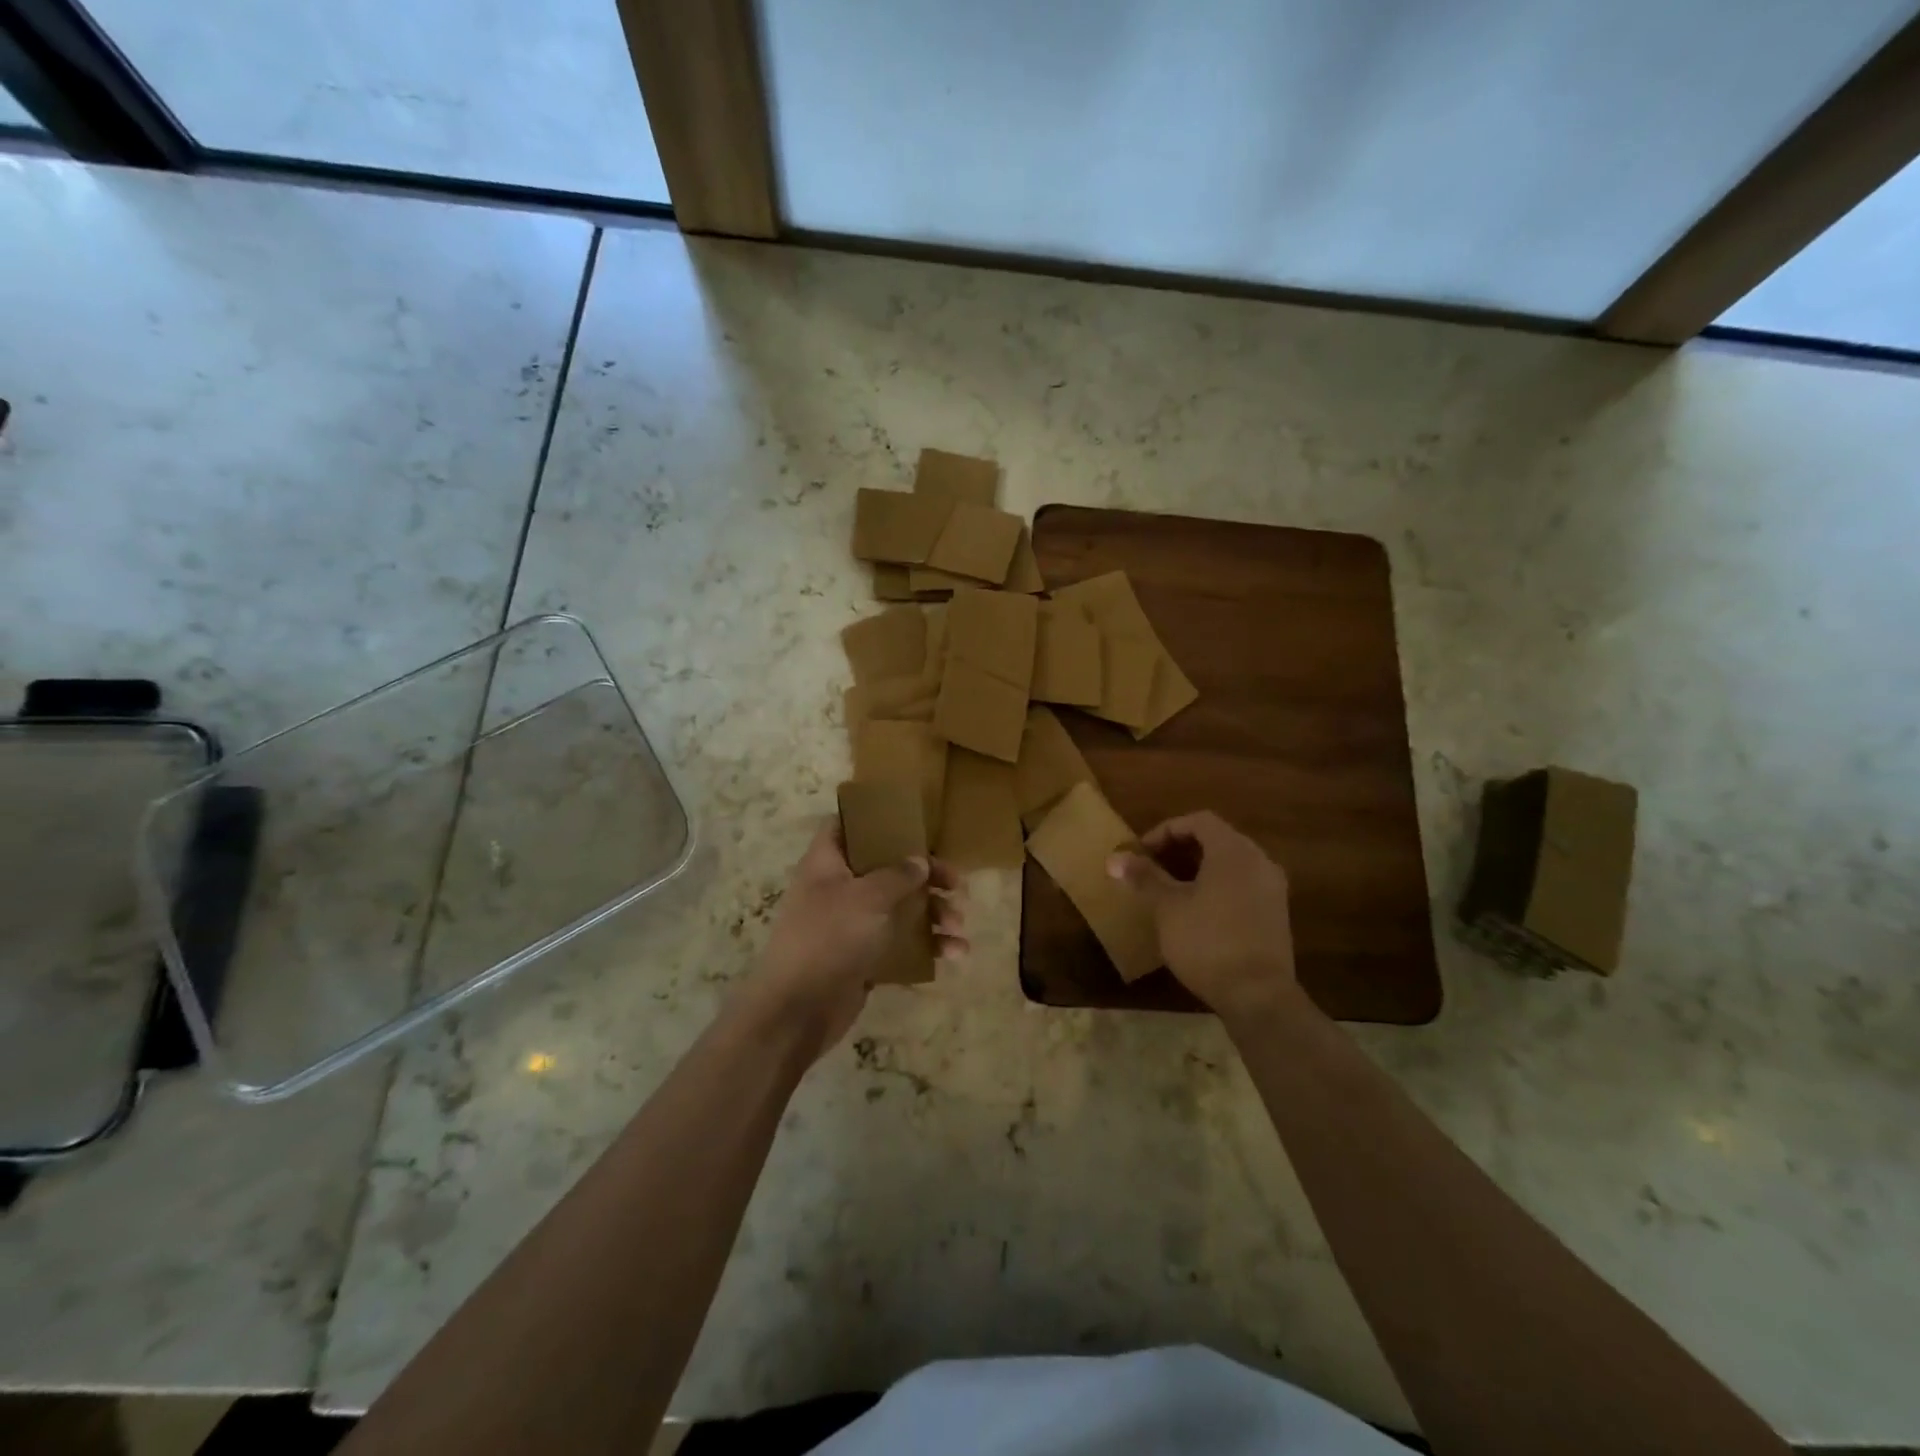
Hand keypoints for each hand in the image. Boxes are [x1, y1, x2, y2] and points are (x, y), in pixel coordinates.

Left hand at [748, 822, 965, 1058]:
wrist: (798, 1010)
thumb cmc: (829, 938)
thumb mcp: (867, 897)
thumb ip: (898, 875)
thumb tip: (920, 861)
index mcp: (827, 864)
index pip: (842, 826)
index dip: (871, 819)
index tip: (908, 822)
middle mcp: (838, 889)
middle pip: (886, 869)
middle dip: (925, 876)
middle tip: (956, 884)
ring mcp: (851, 925)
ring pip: (899, 908)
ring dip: (933, 914)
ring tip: (957, 926)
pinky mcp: (864, 958)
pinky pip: (901, 943)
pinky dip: (926, 946)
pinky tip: (954, 954)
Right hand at [1108, 811, 1299, 1024]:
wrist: (1258, 995)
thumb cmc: (1208, 941)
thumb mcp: (1168, 907)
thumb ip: (1145, 877)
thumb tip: (1115, 858)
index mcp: (1234, 851)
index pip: (1199, 821)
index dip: (1166, 830)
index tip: (1142, 852)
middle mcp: (1259, 861)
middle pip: (1217, 839)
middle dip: (1181, 849)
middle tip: (1152, 867)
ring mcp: (1272, 889)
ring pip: (1231, 864)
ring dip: (1199, 869)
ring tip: (1170, 889)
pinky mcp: (1276, 914)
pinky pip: (1242, 885)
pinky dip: (1217, 886)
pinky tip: (1197, 911)